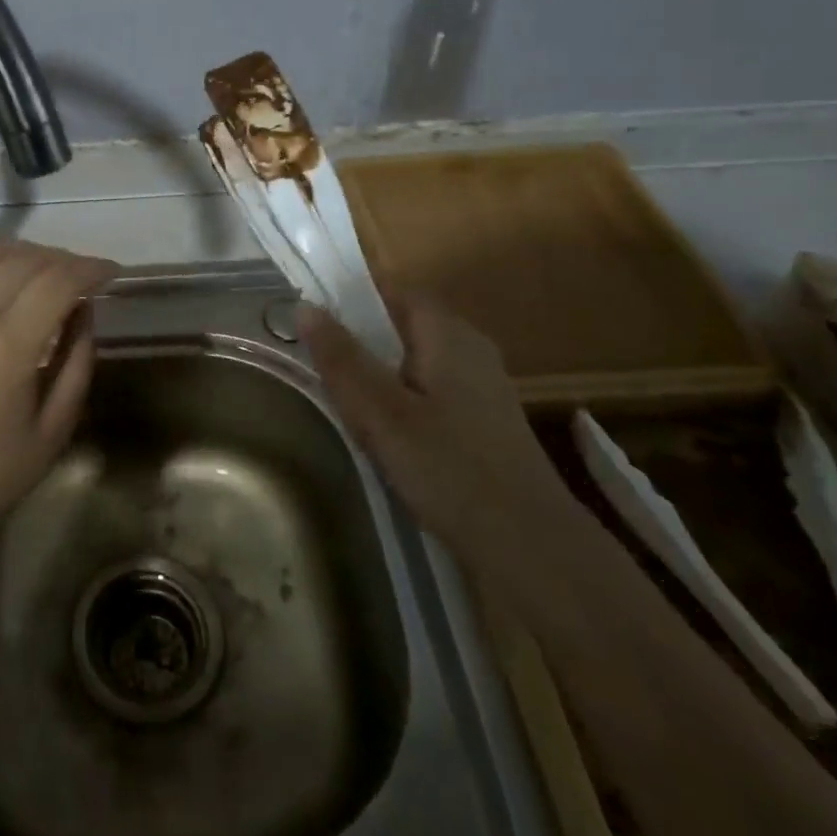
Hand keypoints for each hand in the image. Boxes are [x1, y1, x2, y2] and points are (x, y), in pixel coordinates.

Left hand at [0, 240, 119, 554]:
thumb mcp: (55, 427)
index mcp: (8, 347)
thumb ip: (78, 360)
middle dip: (63, 260)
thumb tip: (84, 308)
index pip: (59, 280)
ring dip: (24, 253)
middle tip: (81, 277)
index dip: (91, 268)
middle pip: (26, 259)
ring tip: (43, 272)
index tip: (111, 273)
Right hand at [298, 293, 571, 564]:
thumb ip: (341, 359)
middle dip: (358, 335)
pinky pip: (428, 388)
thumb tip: (304, 306)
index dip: (348, 293)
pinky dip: (400, 396)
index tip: (309, 312)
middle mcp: (469, 346)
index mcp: (447, 332)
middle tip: (315, 359)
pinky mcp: (484, 419)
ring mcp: (481, 384)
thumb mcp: (381, 413)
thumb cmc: (450, 469)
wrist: (532, 546)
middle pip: (401, 323)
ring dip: (377, 369)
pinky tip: (384, 431)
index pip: (391, 289)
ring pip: (414, 359)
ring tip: (341, 395)